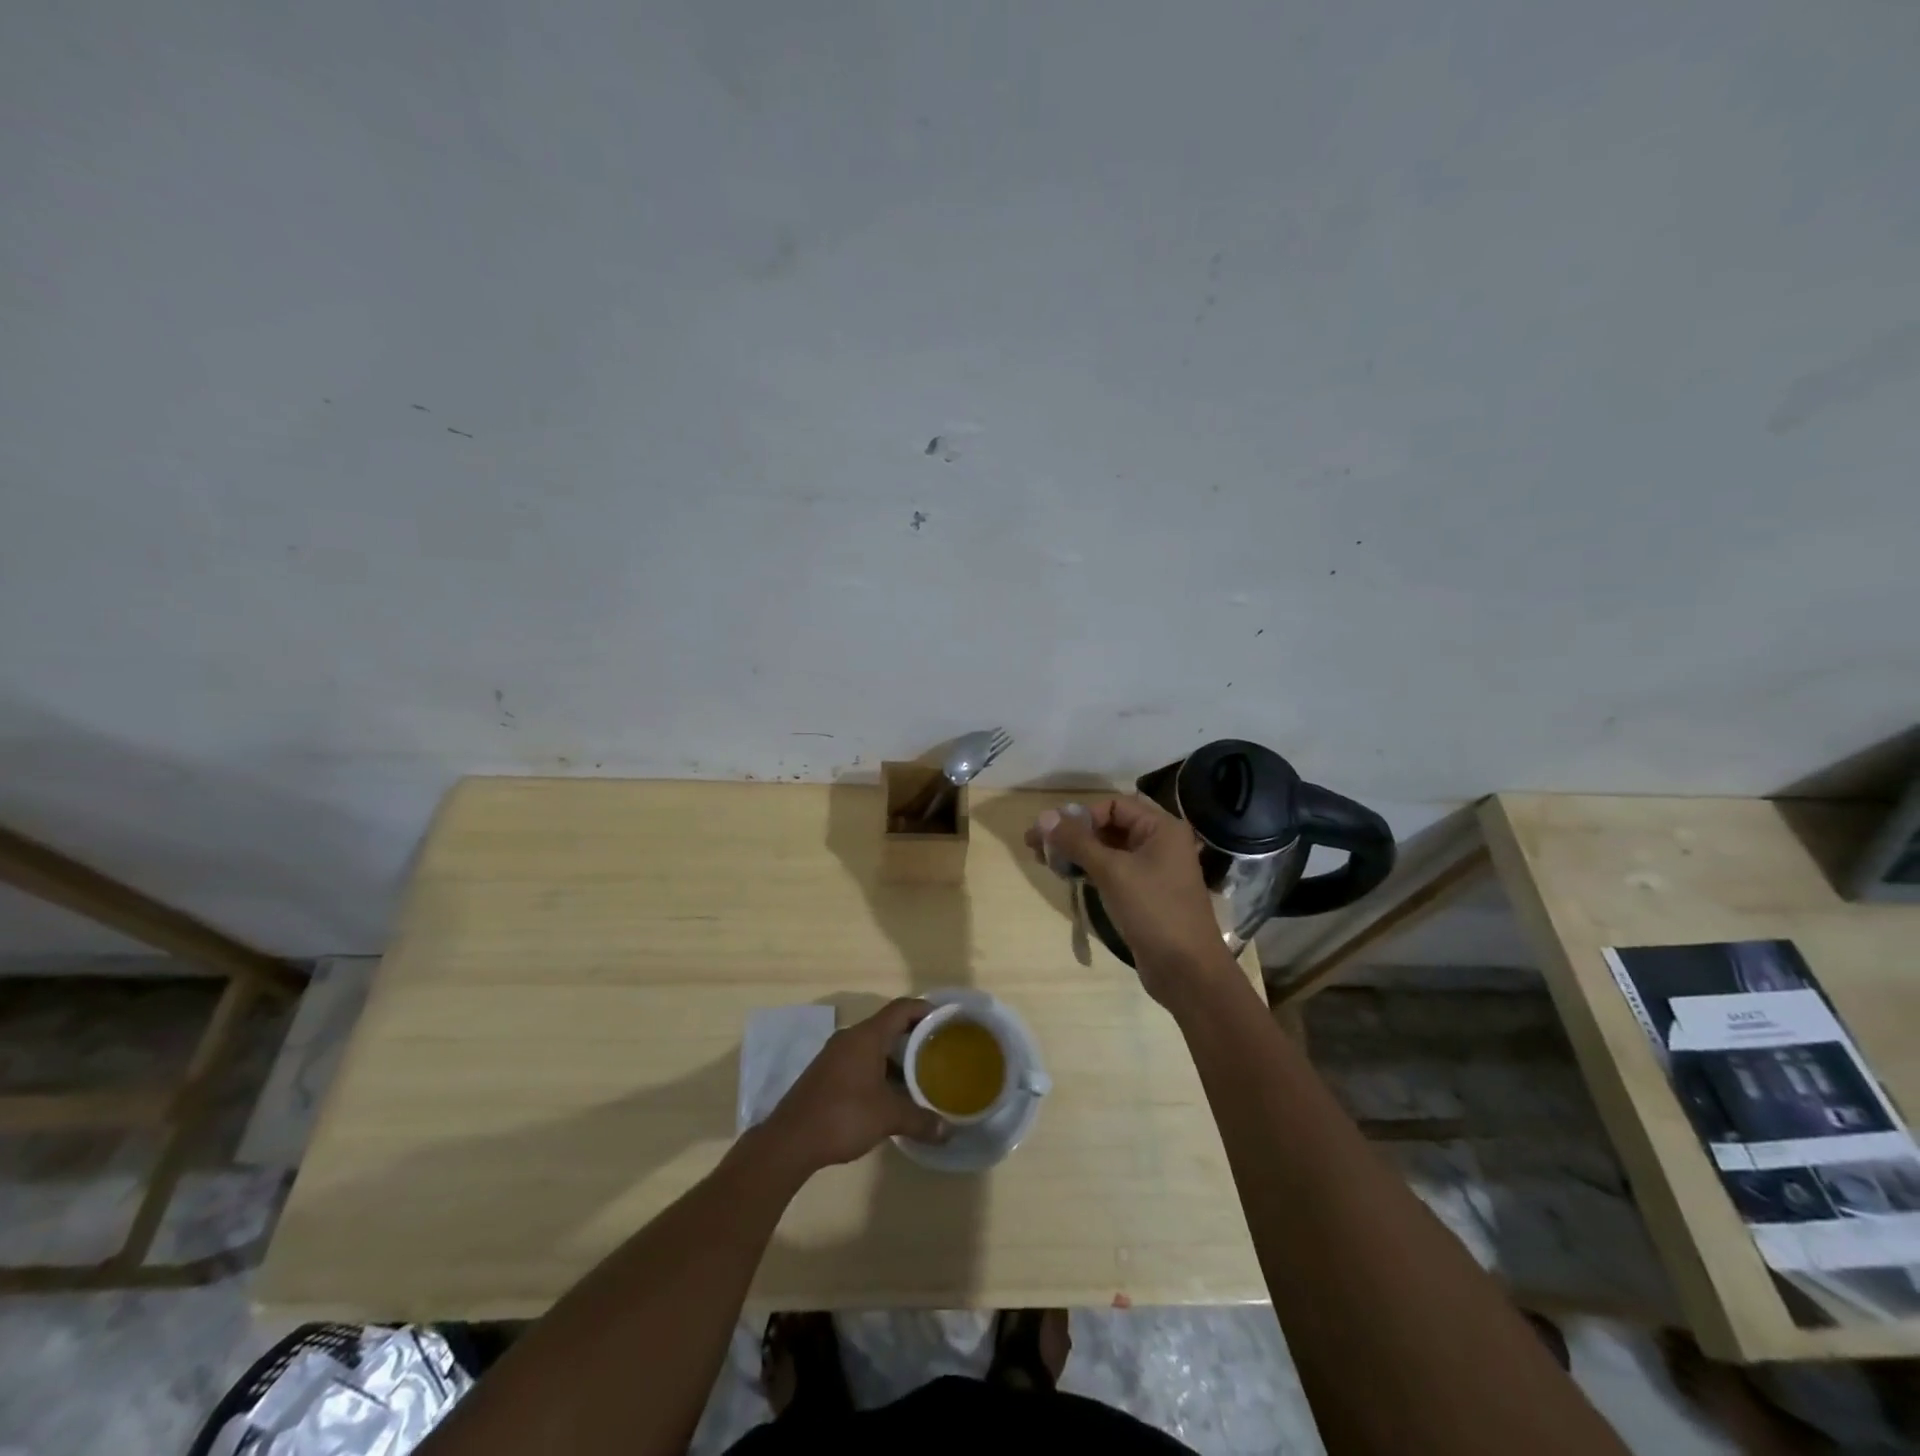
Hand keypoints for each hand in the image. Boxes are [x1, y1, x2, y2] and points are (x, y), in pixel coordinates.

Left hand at [763, 999, 947, 1174]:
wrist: (789, 1141)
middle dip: (914, 1037)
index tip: (946, 1020)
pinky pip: (859, 1061)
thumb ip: (920, 1120)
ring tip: (919, 1076)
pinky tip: (890, 1094)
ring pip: (873, 1046)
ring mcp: (834, 1055)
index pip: (901, 1008)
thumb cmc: (843, 1116)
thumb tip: (947, 1130)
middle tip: (938, 1051)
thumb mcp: (888, 1118)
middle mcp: (850, 1038)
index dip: (925, 1009)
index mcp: (866, 1036)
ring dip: (896, 1057)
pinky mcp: (826, 1074)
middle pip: (888, 1026)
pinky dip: (879, 1070)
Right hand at [1027, 796, 1239, 1010]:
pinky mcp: (1143, 893)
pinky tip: (1065, 875)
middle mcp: (1159, 843)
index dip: (1081, 815)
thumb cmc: (1154, 911)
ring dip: (1076, 852)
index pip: (1113, 806)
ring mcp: (1152, 870)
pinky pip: (1111, 871)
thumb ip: (1077, 842)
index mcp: (1161, 828)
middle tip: (1035, 844)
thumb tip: (1043, 817)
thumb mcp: (1112, 872)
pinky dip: (1088, 870)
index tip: (1053, 833)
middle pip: (1109, 826)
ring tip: (1043, 860)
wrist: (1187, 971)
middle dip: (1073, 833)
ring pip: (1107, 850)